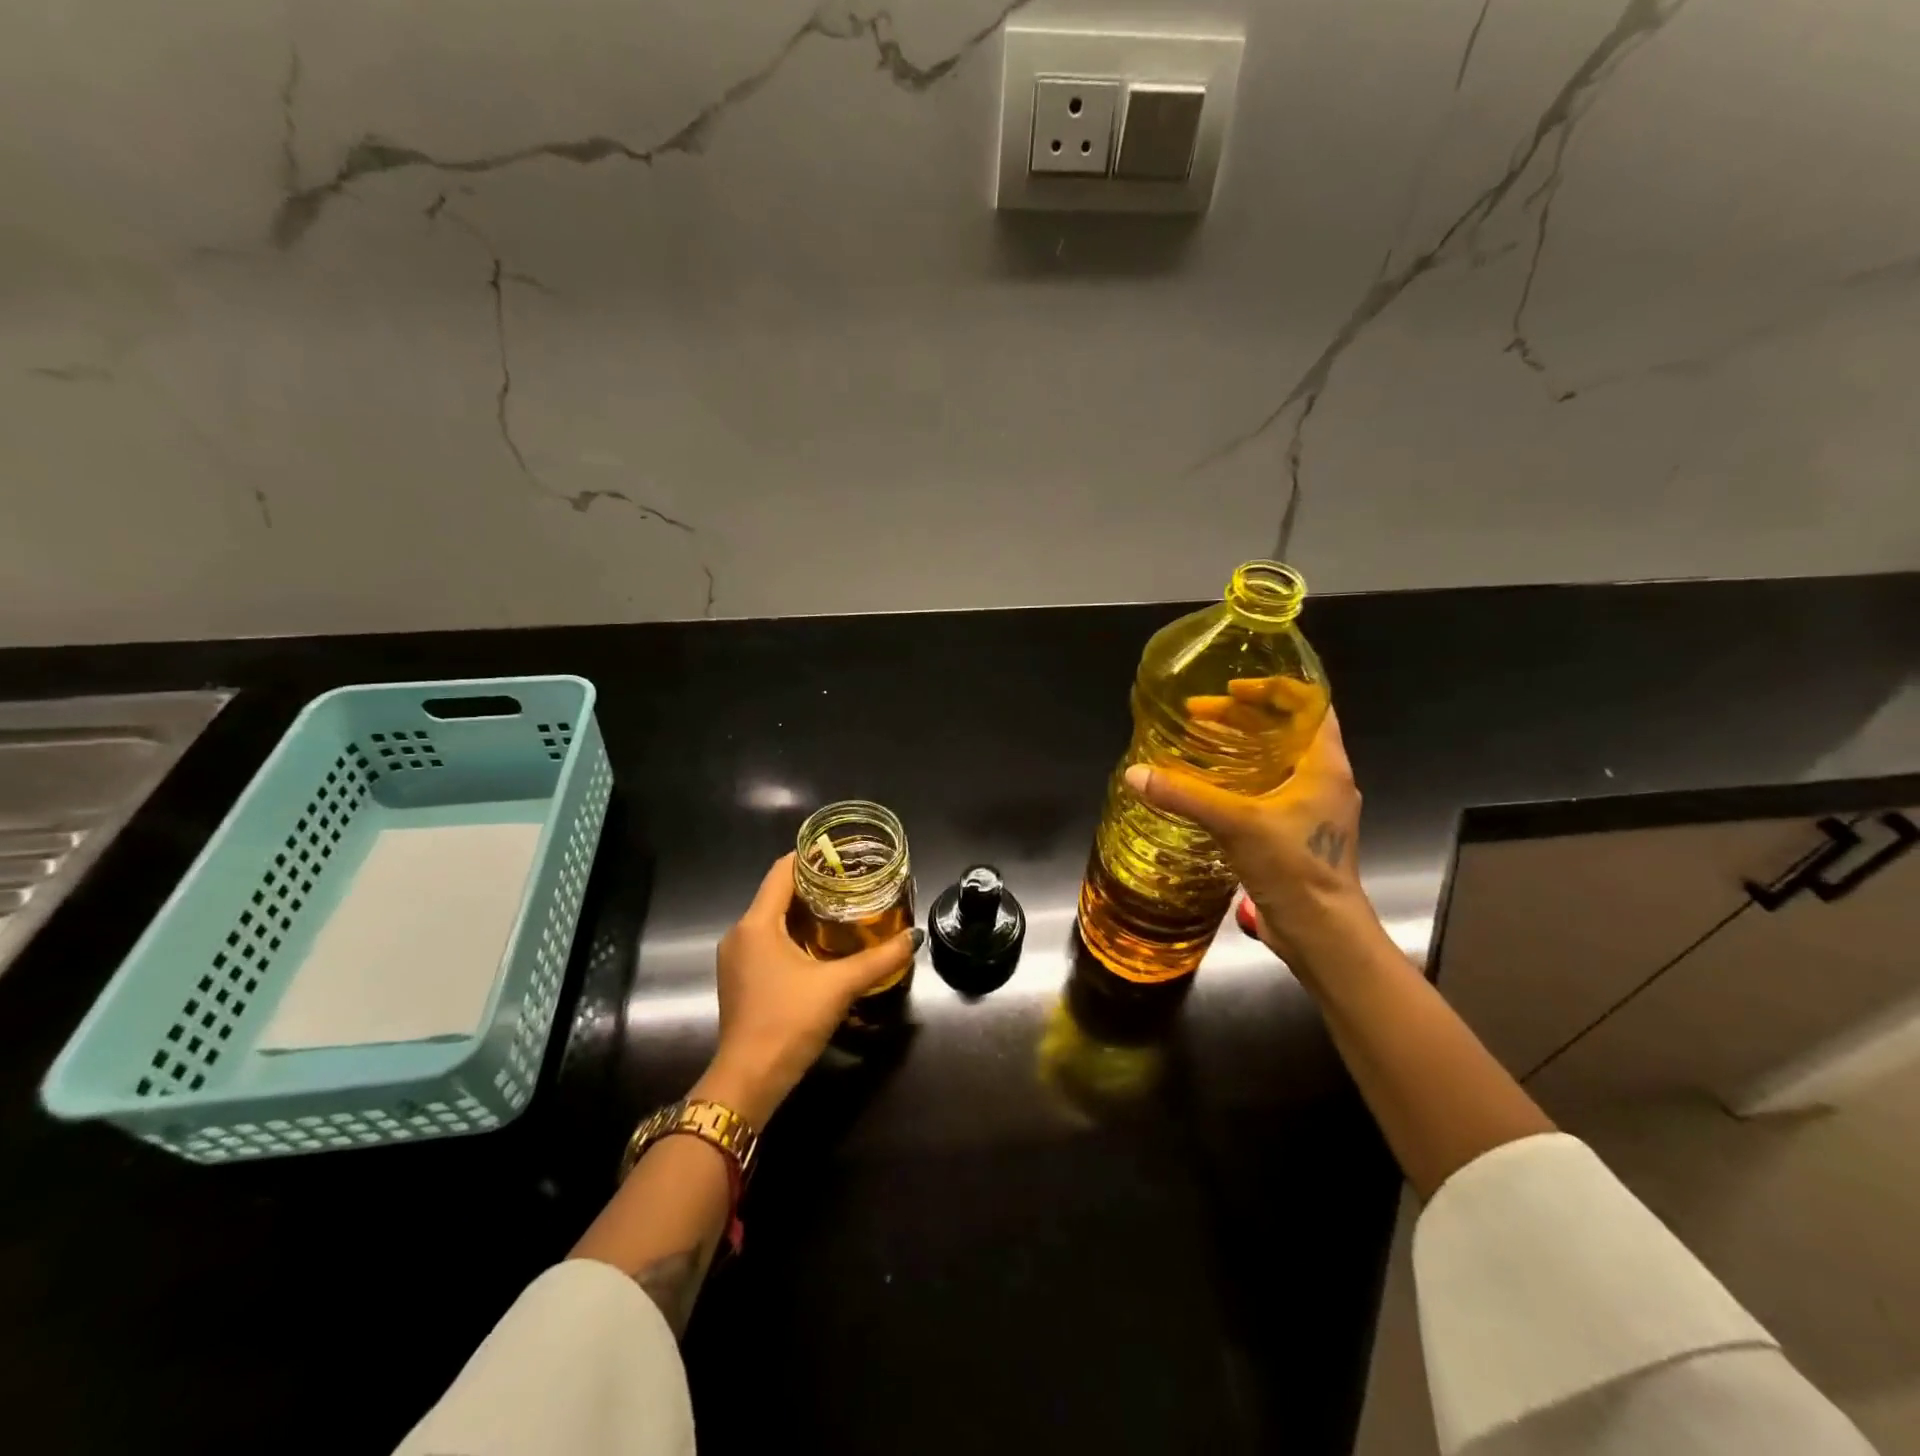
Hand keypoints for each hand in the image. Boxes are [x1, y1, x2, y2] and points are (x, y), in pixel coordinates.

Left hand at [694, 853, 918, 1126]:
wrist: (748, 1081)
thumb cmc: (788, 1022)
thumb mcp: (839, 986)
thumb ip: (879, 959)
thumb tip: (914, 937)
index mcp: (756, 924)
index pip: (781, 872)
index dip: (810, 857)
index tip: (842, 853)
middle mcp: (740, 934)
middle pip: (777, 894)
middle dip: (814, 885)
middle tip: (853, 881)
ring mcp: (736, 958)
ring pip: (772, 919)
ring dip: (804, 911)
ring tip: (843, 908)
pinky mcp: (740, 979)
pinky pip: (767, 941)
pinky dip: (793, 934)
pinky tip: (821, 944)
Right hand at [1123, 709, 1378, 971]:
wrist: (1322, 933)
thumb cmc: (1294, 867)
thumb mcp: (1236, 824)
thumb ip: (1185, 795)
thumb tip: (1134, 773)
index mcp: (1324, 765)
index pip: (1309, 704)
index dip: (1271, 689)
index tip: (1231, 689)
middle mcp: (1325, 780)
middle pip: (1288, 730)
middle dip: (1244, 718)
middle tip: (1199, 717)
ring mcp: (1314, 808)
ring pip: (1279, 761)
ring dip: (1242, 748)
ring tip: (1200, 745)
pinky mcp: (1299, 832)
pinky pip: (1271, 790)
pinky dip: (1242, 779)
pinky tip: (1210, 789)